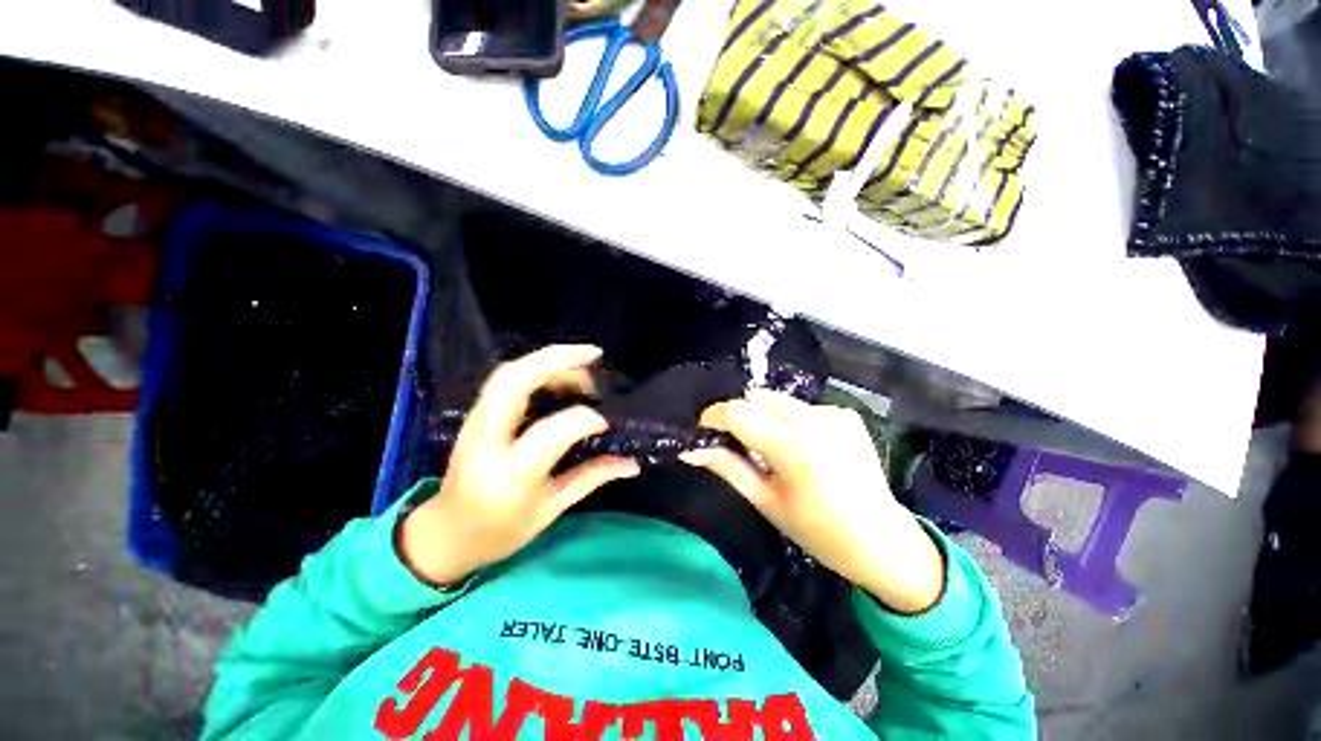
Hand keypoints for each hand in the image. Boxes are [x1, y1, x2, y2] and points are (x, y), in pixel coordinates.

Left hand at [398, 345, 639, 586]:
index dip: (584, 419)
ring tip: (582, 367)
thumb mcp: (549, 510)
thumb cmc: (499, 531)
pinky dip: (535, 368)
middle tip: (594, 354)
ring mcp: (475, 423)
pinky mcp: (475, 415)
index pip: (550, 432)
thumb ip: (591, 479)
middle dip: (557, 359)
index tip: (606, 421)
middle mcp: (487, 442)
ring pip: (508, 373)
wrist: (446, 533)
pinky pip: (505, 379)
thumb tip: (631, 465)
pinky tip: (559, 375)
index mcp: (509, 476)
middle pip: (515, 382)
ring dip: (548, 360)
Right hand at [681, 389, 943, 613]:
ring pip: (778, 399)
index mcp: (792, 447)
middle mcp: (814, 420)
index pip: (737, 412)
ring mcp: (834, 413)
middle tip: (738, 443)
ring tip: (772, 449)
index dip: (713, 416)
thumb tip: (690, 451)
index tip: (703, 430)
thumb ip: (727, 467)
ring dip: (764, 416)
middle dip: (740, 413)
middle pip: (756, 395)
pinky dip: (790, 421)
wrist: (882, 540)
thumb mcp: (765, 501)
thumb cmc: (817, 531)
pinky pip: (801, 407)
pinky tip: (801, 447)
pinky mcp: (846, 414)